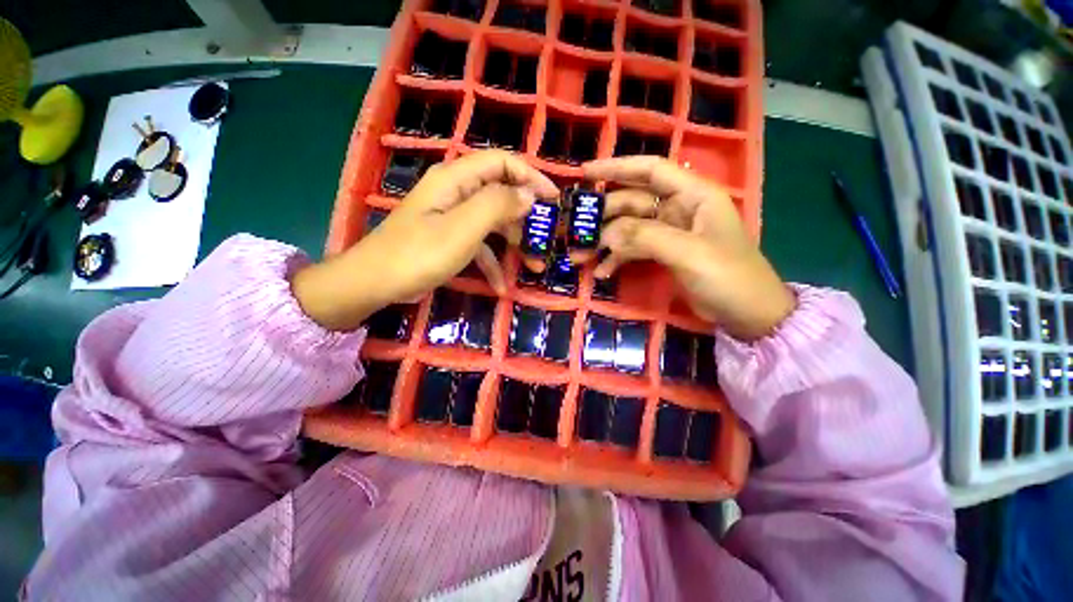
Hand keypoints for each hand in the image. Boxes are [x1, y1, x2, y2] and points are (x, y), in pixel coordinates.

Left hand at [293, 150, 558, 330]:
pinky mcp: (449, 238)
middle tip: (546, 238)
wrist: (375, 283)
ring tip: (533, 266)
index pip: (502, 163)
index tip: (553, 199)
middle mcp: (456, 192)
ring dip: (514, 243)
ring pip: (493, 222)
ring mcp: (452, 217)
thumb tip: (528, 195)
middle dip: (525, 217)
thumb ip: (497, 206)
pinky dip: (492, 262)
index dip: (531, 176)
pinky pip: (479, 244)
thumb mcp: (463, 229)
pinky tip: (502, 285)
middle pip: (500, 193)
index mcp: (456, 179)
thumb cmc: (419, 254)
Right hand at [583, 156, 794, 340]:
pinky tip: (602, 272)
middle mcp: (678, 208)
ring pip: (628, 228)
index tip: (584, 173)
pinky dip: (616, 259)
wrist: (747, 313)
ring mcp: (669, 232)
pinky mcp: (663, 253)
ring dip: (604, 241)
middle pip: (632, 202)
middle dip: (603, 217)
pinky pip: (633, 249)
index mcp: (693, 195)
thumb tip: (607, 234)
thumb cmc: (729, 276)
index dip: (617, 167)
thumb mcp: (688, 253)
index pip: (651, 170)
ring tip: (580, 257)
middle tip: (575, 232)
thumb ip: (646, 237)